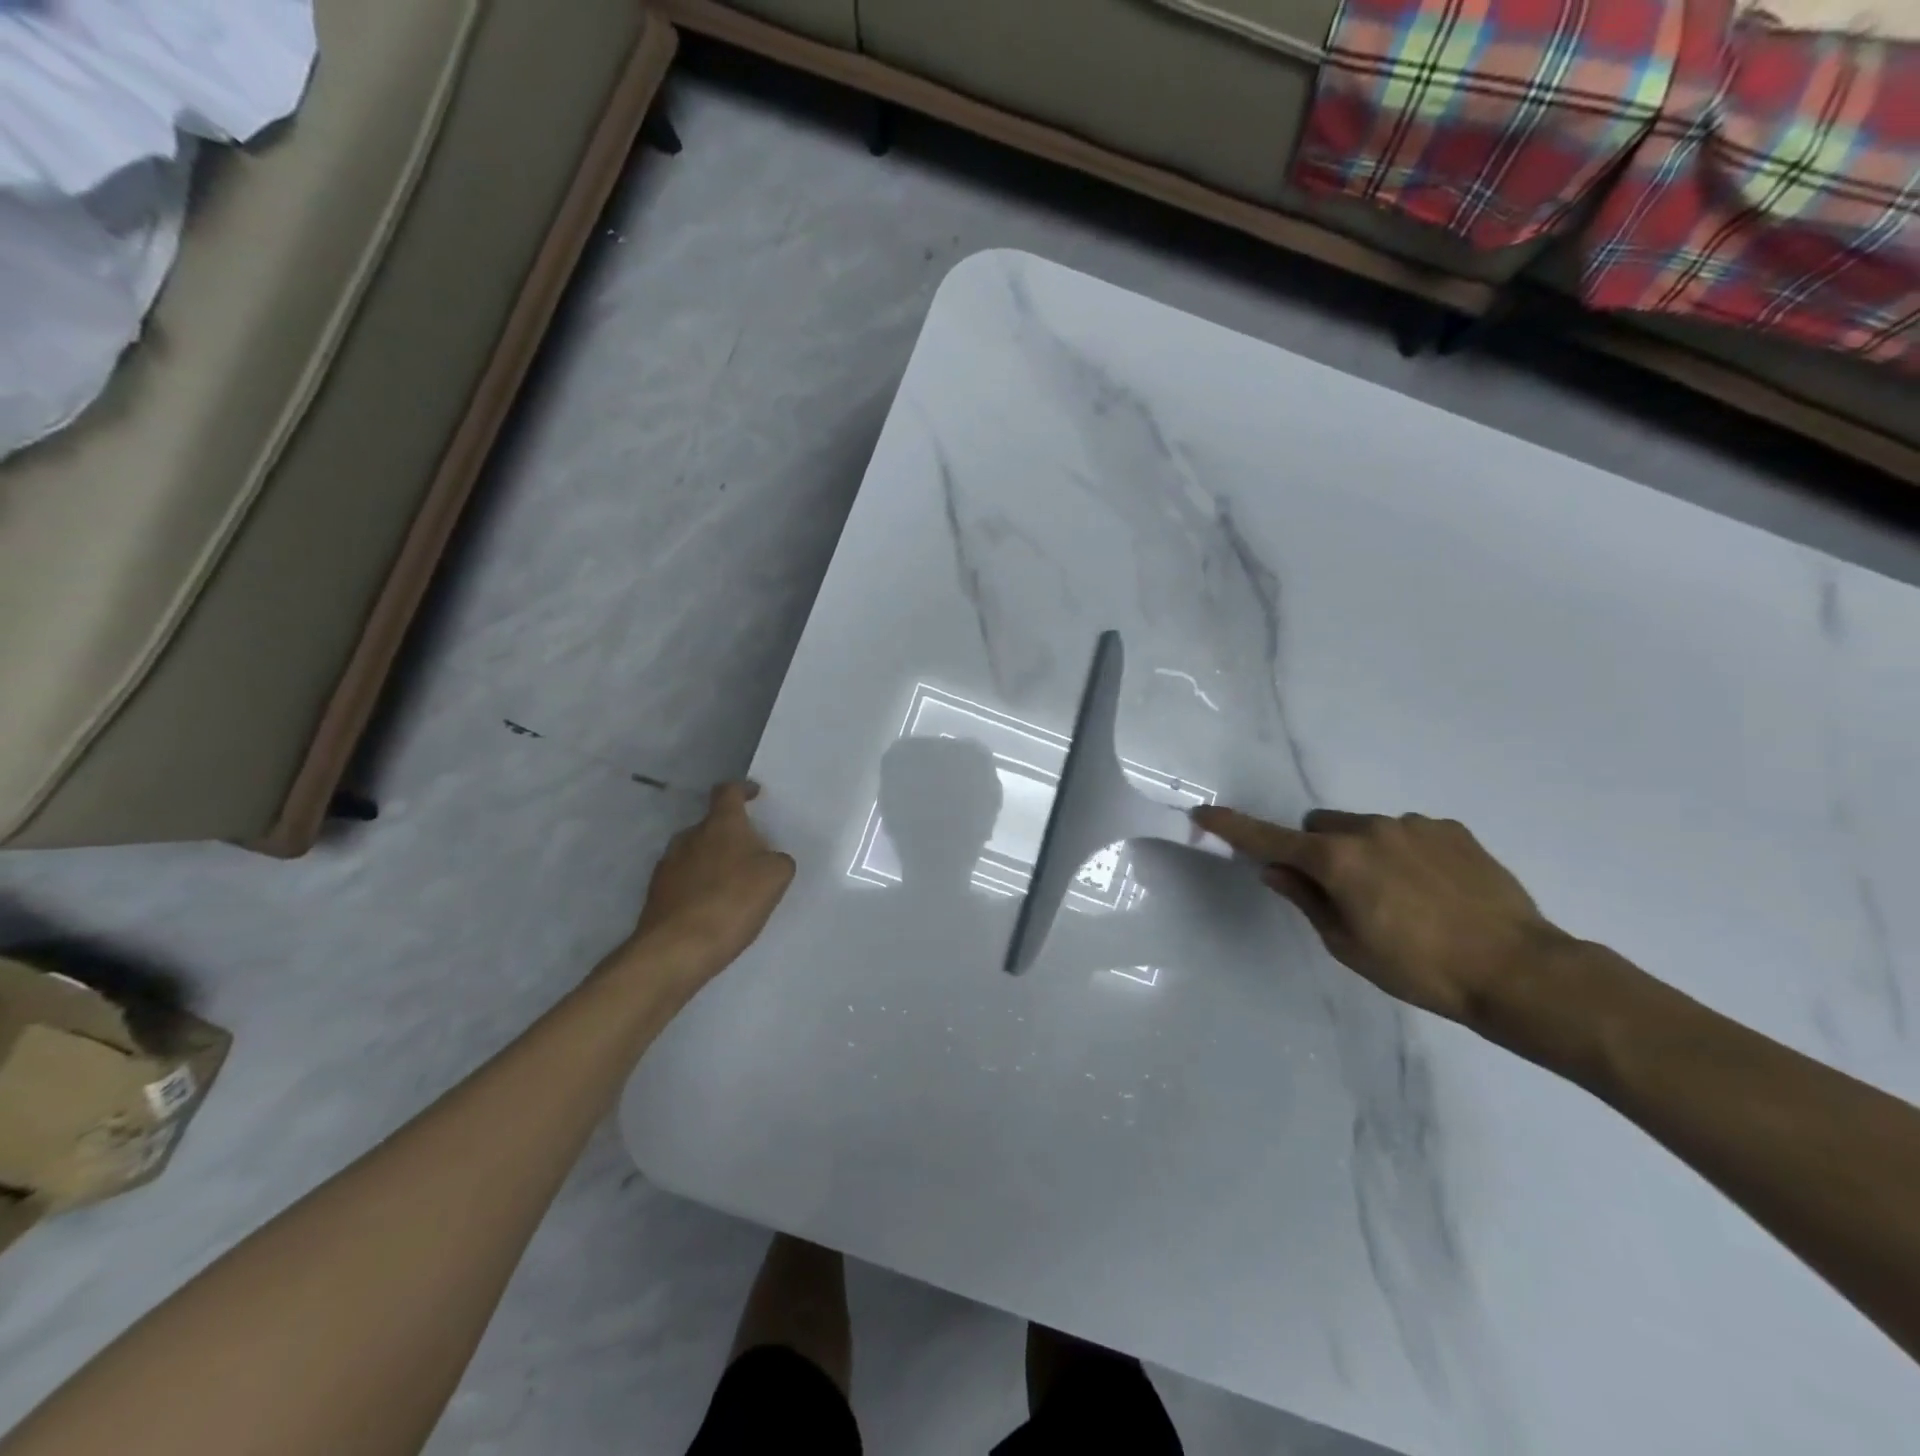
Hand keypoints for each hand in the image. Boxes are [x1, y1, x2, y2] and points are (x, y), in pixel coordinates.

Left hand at [630, 782, 795, 975]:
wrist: (677, 949)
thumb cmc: (733, 902)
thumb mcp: (776, 877)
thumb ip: (778, 860)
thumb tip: (769, 859)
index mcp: (720, 824)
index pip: (728, 792)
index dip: (742, 790)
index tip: (754, 794)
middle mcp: (689, 836)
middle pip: (712, 825)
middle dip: (730, 834)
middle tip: (751, 853)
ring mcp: (668, 864)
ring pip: (695, 852)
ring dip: (713, 861)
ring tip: (732, 884)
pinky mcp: (656, 893)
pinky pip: (683, 880)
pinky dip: (698, 886)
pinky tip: (711, 908)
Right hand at [1191, 806, 1568, 1023]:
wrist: (1520, 971)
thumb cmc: (1420, 969)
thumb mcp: (1348, 945)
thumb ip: (1306, 900)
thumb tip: (1274, 870)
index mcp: (1337, 860)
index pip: (1269, 838)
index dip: (1233, 828)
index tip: (1204, 814)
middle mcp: (1370, 829)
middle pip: (1320, 826)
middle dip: (1317, 850)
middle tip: (1341, 892)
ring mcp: (1414, 825)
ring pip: (1365, 829)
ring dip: (1364, 852)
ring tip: (1401, 898)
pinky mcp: (1452, 830)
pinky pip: (1408, 832)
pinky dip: (1405, 853)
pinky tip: (1435, 891)